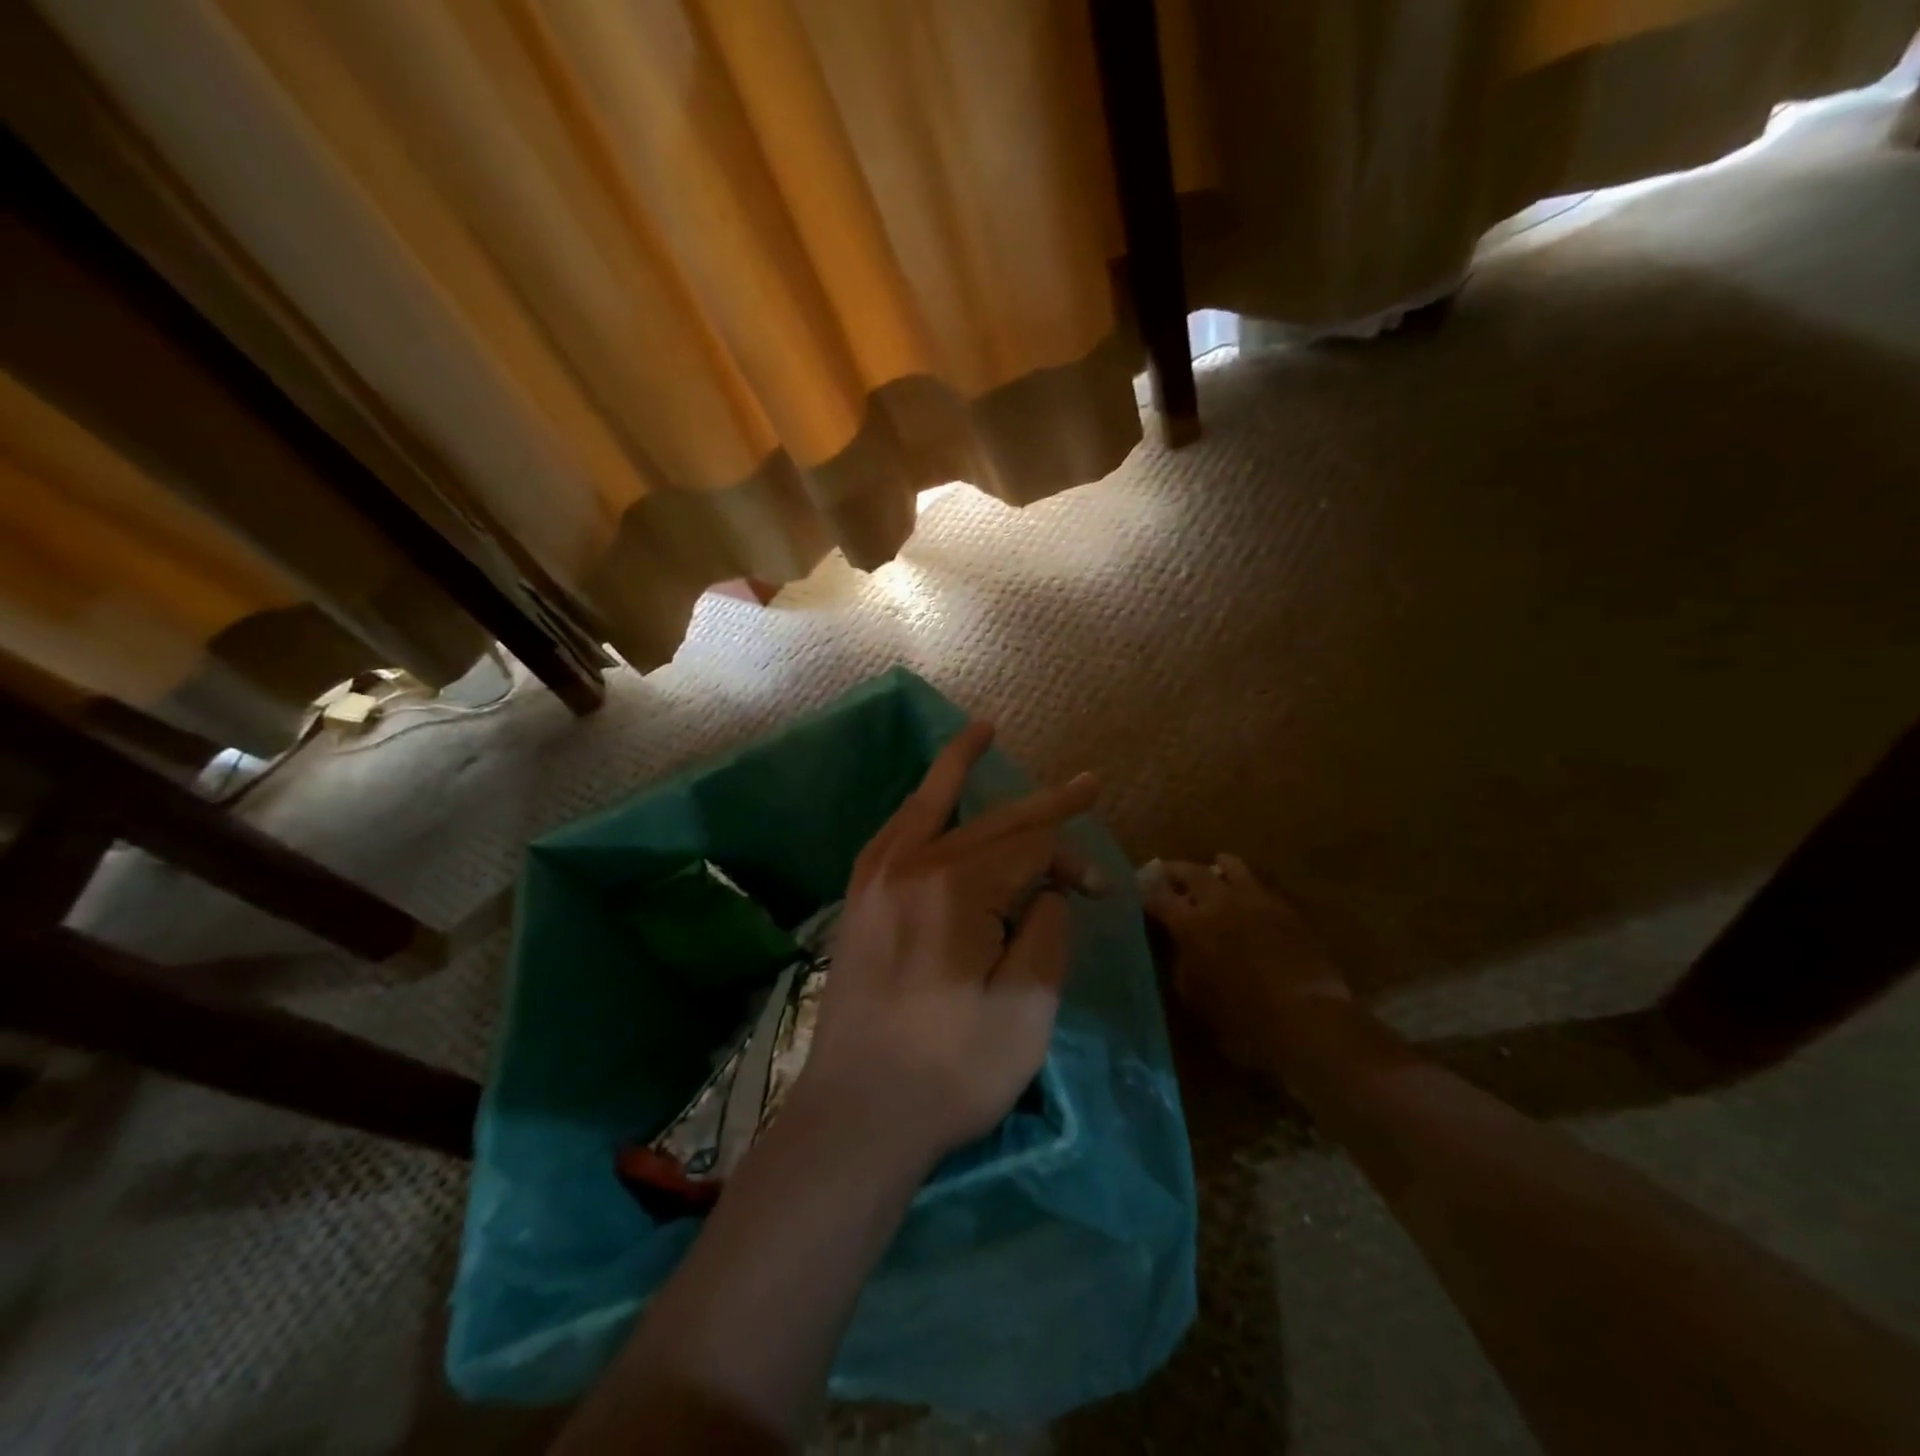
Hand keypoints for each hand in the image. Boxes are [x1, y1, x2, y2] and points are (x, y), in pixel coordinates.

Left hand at [795, 722, 1099, 1169]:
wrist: (857, 1115)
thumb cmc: (950, 1071)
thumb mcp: (1026, 1012)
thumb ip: (1046, 934)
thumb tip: (1048, 890)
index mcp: (956, 890)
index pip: (1031, 850)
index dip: (1072, 862)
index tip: (1099, 894)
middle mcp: (912, 866)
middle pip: (992, 822)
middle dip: (1045, 805)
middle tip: (1088, 782)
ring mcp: (877, 878)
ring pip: (930, 805)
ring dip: (961, 767)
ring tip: (983, 730)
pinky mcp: (859, 897)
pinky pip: (896, 830)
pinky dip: (921, 804)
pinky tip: (933, 796)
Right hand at [1139, 855, 1350, 1072]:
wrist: (1308, 1020)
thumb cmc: (1241, 1019)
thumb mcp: (1194, 997)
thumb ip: (1180, 962)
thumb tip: (1175, 945)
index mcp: (1189, 923)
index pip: (1156, 896)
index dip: (1142, 891)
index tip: (1135, 889)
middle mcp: (1218, 901)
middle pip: (1190, 871)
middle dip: (1174, 871)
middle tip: (1165, 874)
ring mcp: (1255, 900)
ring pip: (1230, 867)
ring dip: (1214, 869)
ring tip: (1210, 875)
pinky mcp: (1284, 908)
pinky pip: (1258, 885)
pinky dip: (1244, 885)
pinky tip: (1243, 898)